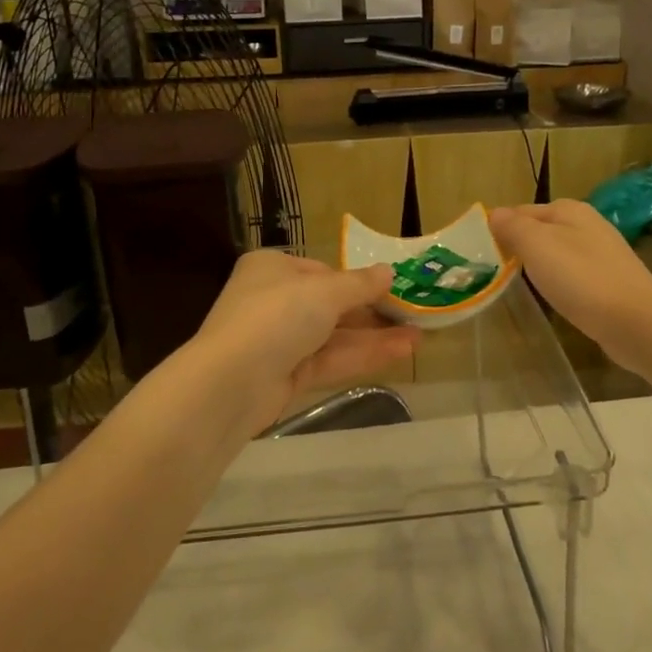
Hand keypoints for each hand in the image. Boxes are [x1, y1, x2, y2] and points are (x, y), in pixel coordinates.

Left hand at [191, 251, 421, 436]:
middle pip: (330, 305)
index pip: (321, 271)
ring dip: (375, 336)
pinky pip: (330, 360)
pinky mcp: (286, 376)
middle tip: (413, 316)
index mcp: (272, 269)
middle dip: (372, 312)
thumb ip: (360, 284)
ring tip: (420, 337)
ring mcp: (279, 342)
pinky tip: (401, 352)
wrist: (231, 382)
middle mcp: (273, 301)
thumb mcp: (325, 291)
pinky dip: (363, 355)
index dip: (357, 281)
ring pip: (334, 336)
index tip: (393, 289)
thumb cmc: (276, 316)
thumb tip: (389, 272)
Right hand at [489, 201, 651, 371]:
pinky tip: (553, 298)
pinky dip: (559, 283)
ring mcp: (602, 254)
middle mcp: (588, 225)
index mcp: (569, 210)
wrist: (635, 322)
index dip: (499, 228)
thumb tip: (494, 214)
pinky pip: (573, 275)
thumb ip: (513, 227)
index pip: (521, 211)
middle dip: (518, 247)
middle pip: (540, 231)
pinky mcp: (609, 282)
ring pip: (557, 254)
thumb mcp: (537, 245)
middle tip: (495, 273)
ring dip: (538, 266)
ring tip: (518, 287)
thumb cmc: (581, 279)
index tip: (480, 254)